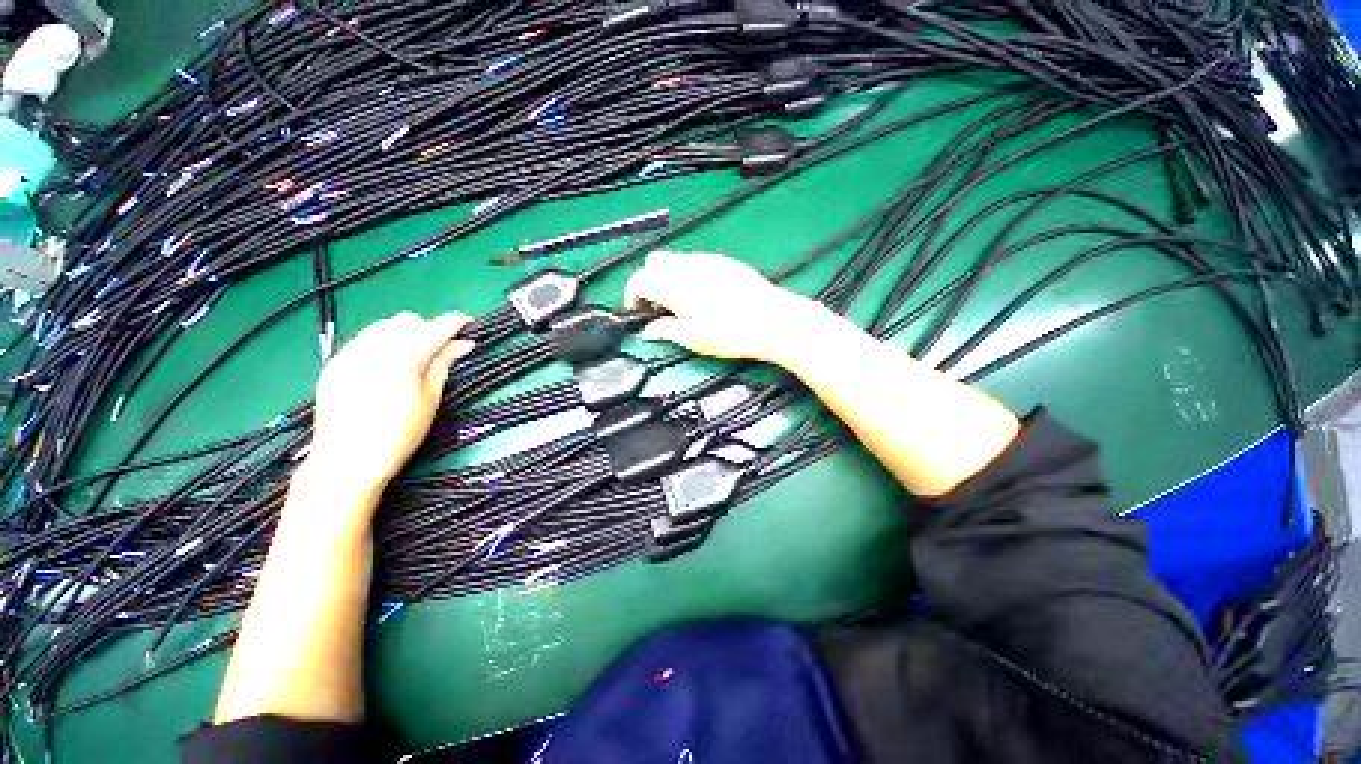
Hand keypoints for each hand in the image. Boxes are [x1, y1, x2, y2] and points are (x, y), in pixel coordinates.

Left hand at [306, 312, 474, 496]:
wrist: (347, 460)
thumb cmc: (399, 435)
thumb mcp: (430, 400)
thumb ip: (443, 365)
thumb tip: (461, 345)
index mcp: (402, 360)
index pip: (434, 329)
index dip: (454, 323)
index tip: (467, 324)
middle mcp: (373, 350)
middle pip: (407, 321)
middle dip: (427, 330)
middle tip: (439, 351)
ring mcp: (350, 355)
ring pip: (383, 326)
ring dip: (404, 334)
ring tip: (412, 358)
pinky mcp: (335, 363)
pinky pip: (364, 340)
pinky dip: (382, 344)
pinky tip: (387, 366)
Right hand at [624, 250, 817, 361]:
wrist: (771, 321)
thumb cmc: (731, 333)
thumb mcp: (692, 339)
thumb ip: (665, 330)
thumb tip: (650, 331)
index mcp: (673, 285)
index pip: (639, 280)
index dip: (632, 295)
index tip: (637, 309)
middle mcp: (687, 266)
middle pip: (654, 262)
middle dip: (649, 281)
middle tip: (657, 305)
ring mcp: (707, 260)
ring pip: (675, 259)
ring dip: (669, 277)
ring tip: (681, 303)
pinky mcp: (724, 261)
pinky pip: (697, 261)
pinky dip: (689, 274)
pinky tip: (702, 295)